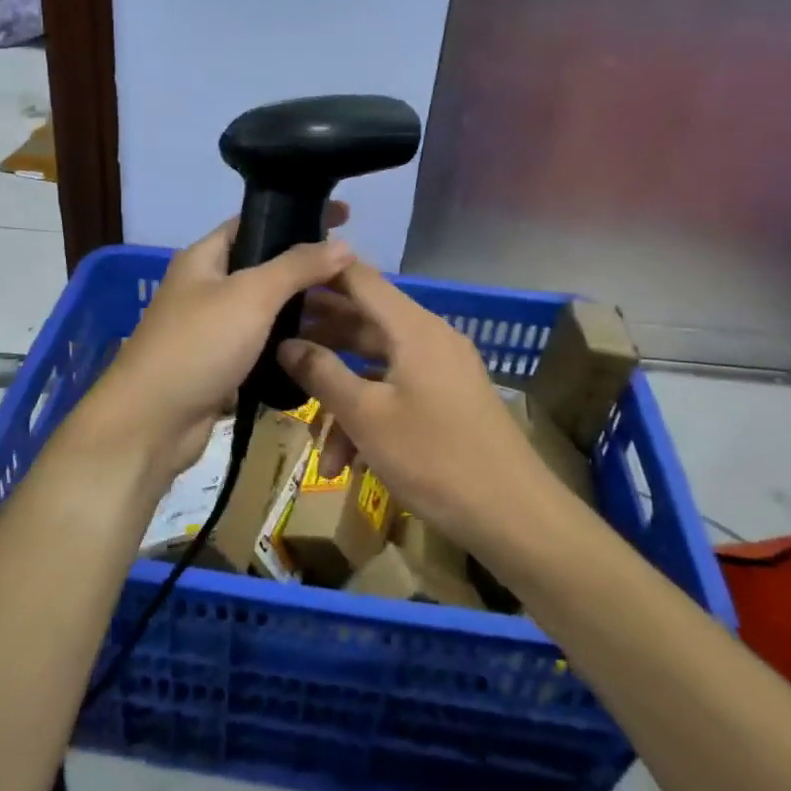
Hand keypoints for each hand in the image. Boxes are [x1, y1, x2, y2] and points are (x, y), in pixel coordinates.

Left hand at [85, 209, 352, 492]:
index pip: (254, 222)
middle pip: (264, 267)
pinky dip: (289, 342)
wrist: (152, 423)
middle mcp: (206, 287)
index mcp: (204, 257)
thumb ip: (297, 266)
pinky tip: (322, 346)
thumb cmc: (198, 345)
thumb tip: (343, 243)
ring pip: (266, 309)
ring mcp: (212, 328)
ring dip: (302, 308)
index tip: (344, 217)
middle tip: (356, 273)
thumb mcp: (251, 295)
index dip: (297, 216)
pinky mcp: (220, 364)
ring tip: (351, 308)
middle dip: (307, 268)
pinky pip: (262, 343)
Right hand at [277, 261, 561, 552]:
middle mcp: (428, 339)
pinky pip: (397, 394)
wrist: (515, 517)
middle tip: (275, 347)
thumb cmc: (434, 457)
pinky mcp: (447, 402)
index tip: (281, 281)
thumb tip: (285, 343)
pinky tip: (349, 464)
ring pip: (376, 368)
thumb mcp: (366, 416)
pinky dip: (370, 419)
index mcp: (412, 328)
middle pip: (364, 323)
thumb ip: (321, 373)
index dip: (320, 273)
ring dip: (342, 401)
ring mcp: (441, 371)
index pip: (359, 278)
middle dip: (321, 341)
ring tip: (317, 447)